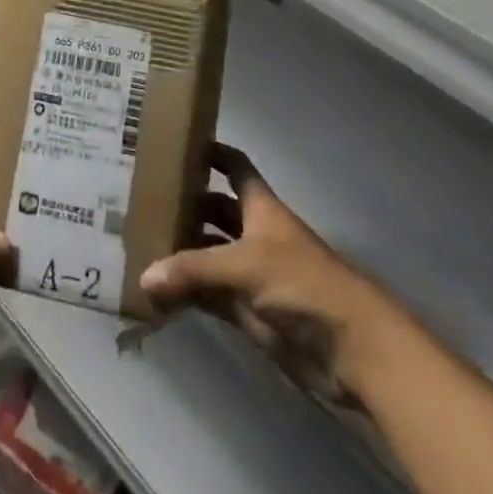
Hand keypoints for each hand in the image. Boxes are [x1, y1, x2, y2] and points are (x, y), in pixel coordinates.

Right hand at [140, 143, 388, 407]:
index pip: (234, 167)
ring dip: (183, 253)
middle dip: (186, 206)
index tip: (177, 144)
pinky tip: (158, 294)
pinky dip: (189, 295)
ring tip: (139, 246)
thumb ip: (193, 270)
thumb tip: (144, 277)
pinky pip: (212, 296)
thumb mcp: (245, 266)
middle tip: (142, 202)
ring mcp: (254, 274)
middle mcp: (256, 234)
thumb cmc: (302, 284)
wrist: (353, 349)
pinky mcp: (252, 312)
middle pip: (217, 211)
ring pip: (211, 255)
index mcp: (261, 208)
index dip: (211, 153)